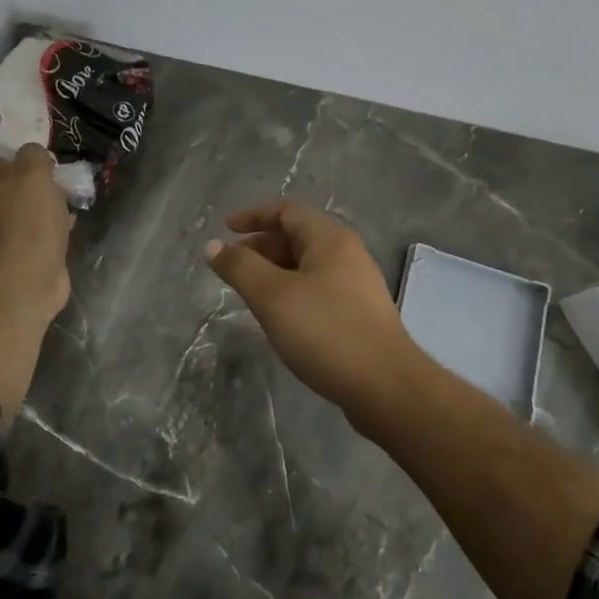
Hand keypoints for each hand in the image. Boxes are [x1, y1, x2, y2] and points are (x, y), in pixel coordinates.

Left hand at [0, 146, 73, 317]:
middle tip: (57, 184)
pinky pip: (28, 234)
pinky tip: (67, 228)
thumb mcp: (35, 171)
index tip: (40, 162)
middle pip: (4, 186)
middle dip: (31, 184)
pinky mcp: (8, 257)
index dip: (16, 156)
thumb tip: (32, 155)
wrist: (26, 276)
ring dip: (41, 207)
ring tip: (68, 205)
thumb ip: (34, 154)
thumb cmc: (27, 216)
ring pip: (18, 211)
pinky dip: (44, 230)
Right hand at [205, 201, 423, 420]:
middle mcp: (347, 254)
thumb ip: (240, 267)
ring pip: (307, 266)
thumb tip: (213, 245)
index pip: (287, 211)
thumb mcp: (273, 296)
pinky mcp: (359, 314)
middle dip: (261, 246)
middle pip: (297, 237)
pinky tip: (280, 317)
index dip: (254, 216)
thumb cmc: (326, 331)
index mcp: (330, 239)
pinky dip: (292, 292)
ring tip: (250, 293)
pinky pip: (317, 289)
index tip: (225, 229)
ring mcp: (357, 285)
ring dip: (275, 272)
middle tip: (232, 267)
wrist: (386, 386)